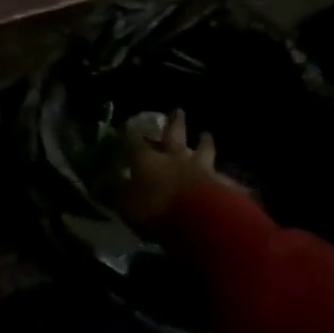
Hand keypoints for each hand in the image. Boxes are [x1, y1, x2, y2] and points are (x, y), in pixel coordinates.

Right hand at [114, 109, 243, 227]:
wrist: (203, 222)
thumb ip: (114, 194)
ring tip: (206, 134)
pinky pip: (225, 179)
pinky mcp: (224, 186)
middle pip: (174, 135)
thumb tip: (99, 184)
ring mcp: (202, 169)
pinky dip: (226, 178)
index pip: (134, 141)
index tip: (125, 124)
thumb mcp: (125, 205)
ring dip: (204, 142)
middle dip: (174, 122)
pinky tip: (234, 179)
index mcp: (148, 160)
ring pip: (203, 150)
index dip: (128, 133)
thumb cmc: (157, 210)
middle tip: (178, 110)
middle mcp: (175, 158)